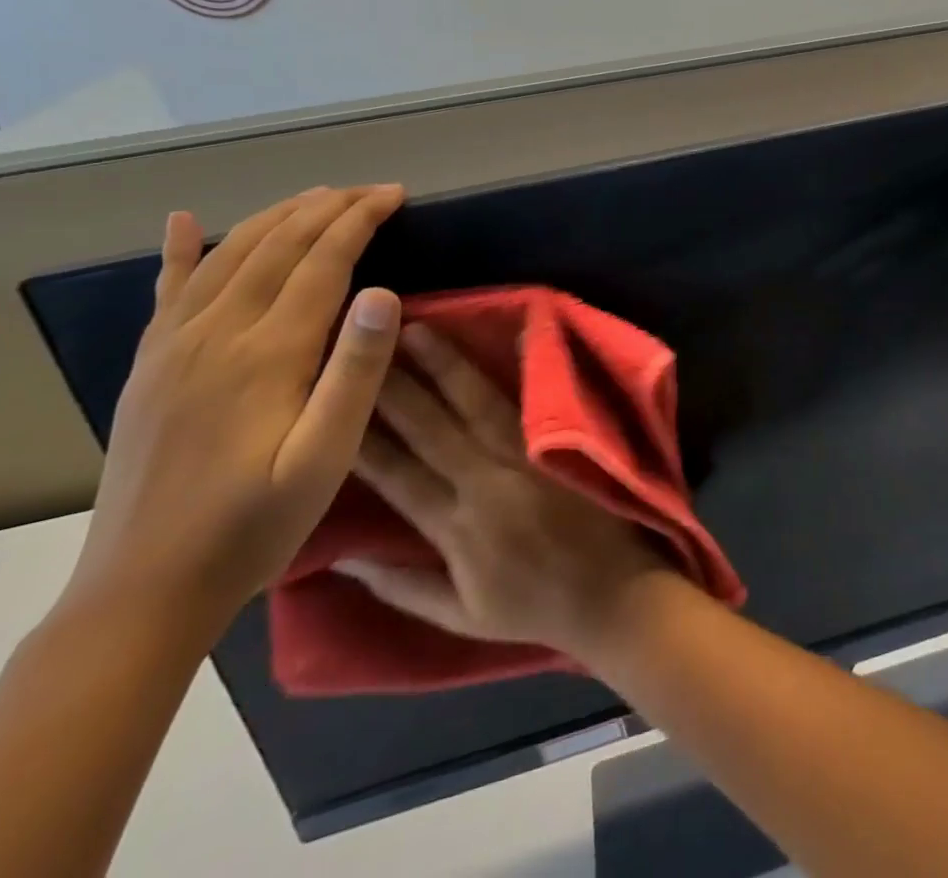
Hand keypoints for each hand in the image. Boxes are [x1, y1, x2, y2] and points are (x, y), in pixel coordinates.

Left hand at [65, 185, 406, 642]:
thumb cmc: (254, 525)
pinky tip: (183, 221)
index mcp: (266, 353)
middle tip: (372, 190)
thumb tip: (384, 292)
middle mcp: (215, 335)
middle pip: (276, 247)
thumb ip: (355, 372)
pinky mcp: (149, 368)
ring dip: (276, 217)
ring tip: (316, 197)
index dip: (360, 221)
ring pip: (228, 256)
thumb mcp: (325, 458)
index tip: (395, 196)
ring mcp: (173, 349)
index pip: (322, 262)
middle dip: (327, 208)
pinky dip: (179, 250)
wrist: (143, 592)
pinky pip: (167, 292)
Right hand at [341, 321, 662, 656]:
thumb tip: (341, 557)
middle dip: (396, 386)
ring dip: (447, 365)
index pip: (399, 476)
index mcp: (458, 528)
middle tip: (367, 344)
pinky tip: (515, 331)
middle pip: (432, 428)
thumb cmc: (534, 608)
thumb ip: (400, 587)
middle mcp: (488, 482)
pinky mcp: (561, 442)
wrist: (614, 593)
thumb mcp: (459, 617)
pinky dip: (526, 364)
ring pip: (479, 403)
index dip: (362, 440)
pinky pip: (536, 399)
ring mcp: (528, 456)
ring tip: (418, 330)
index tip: (333, 403)